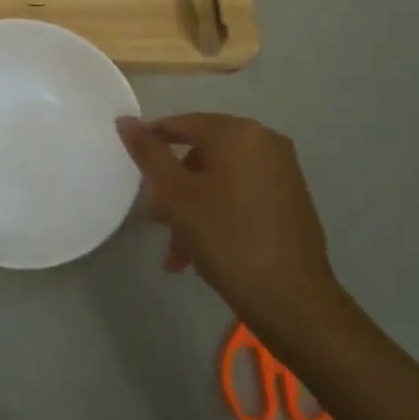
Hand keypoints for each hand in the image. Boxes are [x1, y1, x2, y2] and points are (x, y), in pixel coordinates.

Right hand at [117, 113, 342, 333]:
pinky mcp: (292, 200)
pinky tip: (204, 251)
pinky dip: (219, 214)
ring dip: (193, 209)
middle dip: (174, 189)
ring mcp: (283, 171)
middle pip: (201, 154)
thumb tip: (125, 120)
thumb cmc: (227, 238)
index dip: (152, 144)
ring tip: (178, 253)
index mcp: (238, 132)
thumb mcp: (176, 195)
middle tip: (155, 222)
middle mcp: (265, 141)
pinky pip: (242, 195)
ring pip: (220, 179)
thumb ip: (149, 154)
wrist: (293, 300)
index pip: (182, 124)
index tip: (132, 172)